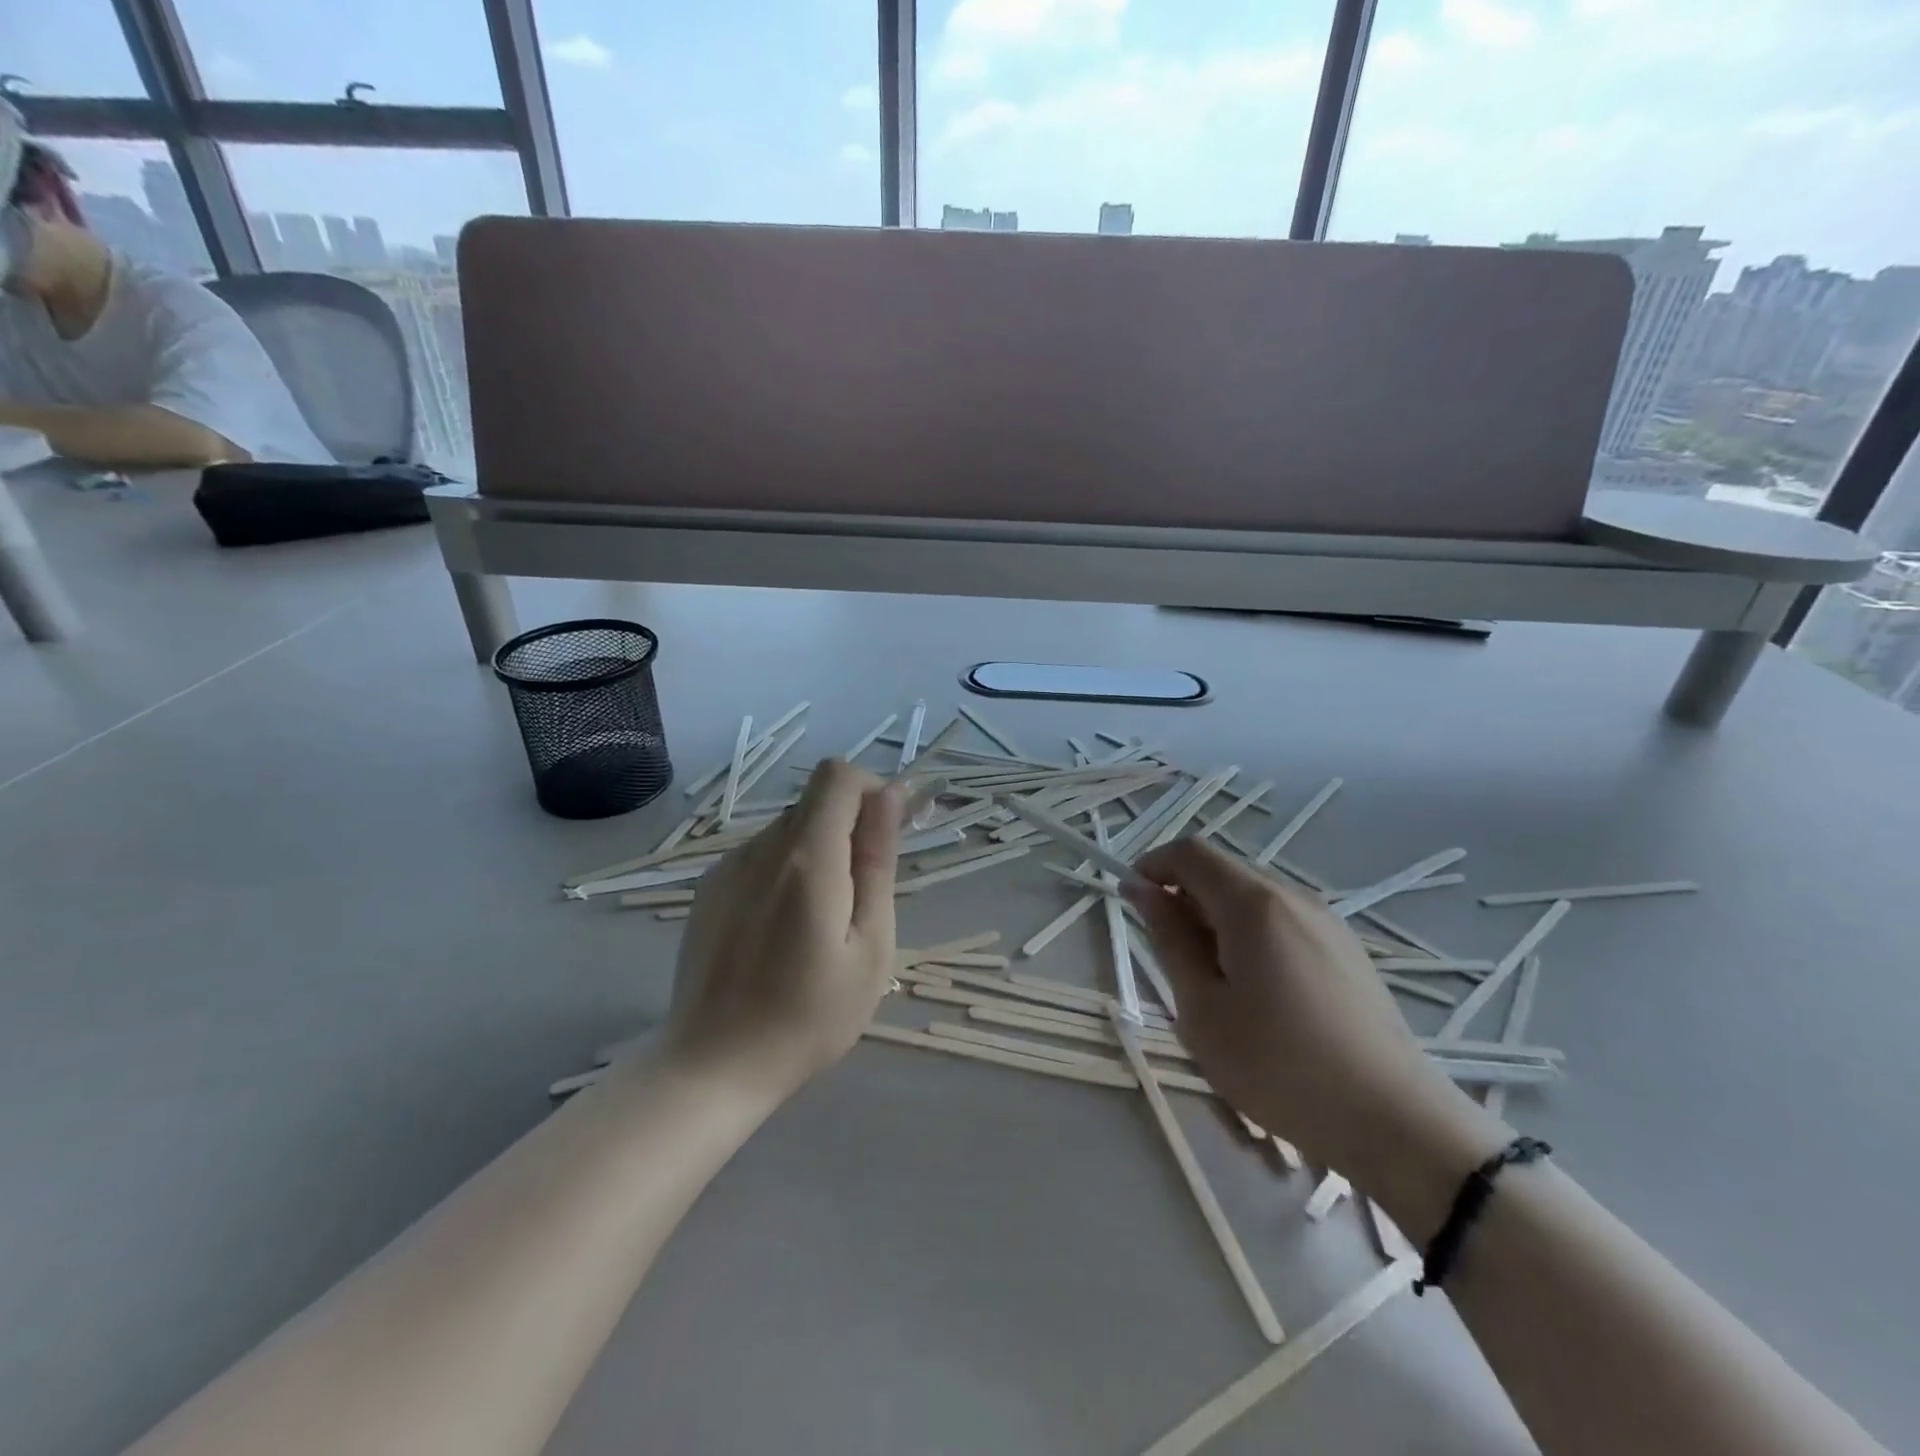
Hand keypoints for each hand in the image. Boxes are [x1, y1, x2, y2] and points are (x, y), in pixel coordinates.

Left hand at [663, 760, 904, 1103]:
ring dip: (818, 853)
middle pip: (815, 801)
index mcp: (806, 858)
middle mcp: (760, 848)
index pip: (837, 776)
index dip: (871, 791)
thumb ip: (878, 862)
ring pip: (789, 829)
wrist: (712, 1066)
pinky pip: (762, 856)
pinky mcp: (709, 888)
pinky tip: (783, 930)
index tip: (887, 836)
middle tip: (862, 895)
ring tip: (822, 923)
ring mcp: (727, 867)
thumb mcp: (870, 945)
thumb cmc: (810, 1016)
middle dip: (850, 828)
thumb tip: (889, 796)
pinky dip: (787, 871)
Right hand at [1124, 838, 1493, 1184]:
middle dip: (1184, 896)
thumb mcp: (1202, 1008)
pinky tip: (1257, 991)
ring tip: (1211, 981)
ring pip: (1254, 897)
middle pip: (1224, 871)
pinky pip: (1283, 921)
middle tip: (1168, 954)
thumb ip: (1169, 939)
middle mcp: (1293, 896)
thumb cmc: (1279, 1066)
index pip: (1191, 853)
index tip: (1130, 900)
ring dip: (1217, 918)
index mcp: (1254, 903)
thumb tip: (1142, 890)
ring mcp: (1327, 921)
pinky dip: (1251, 935)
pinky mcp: (1348, 950)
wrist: (1394, 1122)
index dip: (1153, 865)